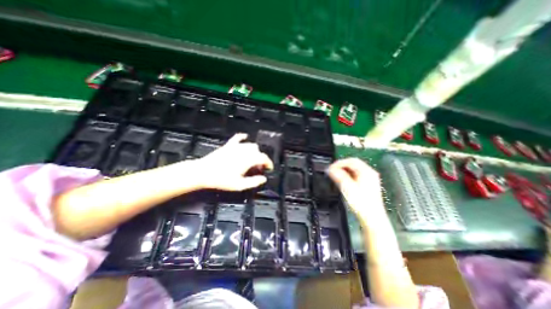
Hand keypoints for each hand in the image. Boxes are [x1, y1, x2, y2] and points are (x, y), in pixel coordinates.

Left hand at [192, 133, 274, 189]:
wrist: (204, 172)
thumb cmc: (222, 180)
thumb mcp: (239, 185)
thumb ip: (253, 182)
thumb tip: (264, 179)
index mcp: (248, 159)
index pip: (263, 158)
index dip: (268, 163)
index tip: (269, 168)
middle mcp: (244, 150)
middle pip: (258, 151)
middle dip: (260, 158)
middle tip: (258, 167)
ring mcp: (236, 146)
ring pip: (250, 145)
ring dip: (254, 151)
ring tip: (252, 158)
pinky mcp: (228, 145)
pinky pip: (237, 138)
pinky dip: (243, 137)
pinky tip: (245, 137)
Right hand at [329, 159, 384, 217]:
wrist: (371, 218)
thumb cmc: (361, 203)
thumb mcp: (347, 187)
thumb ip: (338, 176)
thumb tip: (329, 169)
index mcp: (366, 172)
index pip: (351, 161)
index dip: (339, 163)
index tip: (330, 168)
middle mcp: (369, 173)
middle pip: (353, 164)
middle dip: (341, 166)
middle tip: (332, 170)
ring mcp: (370, 179)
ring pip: (354, 169)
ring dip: (344, 170)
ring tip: (336, 175)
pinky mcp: (368, 184)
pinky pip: (356, 175)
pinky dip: (348, 175)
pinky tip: (343, 180)